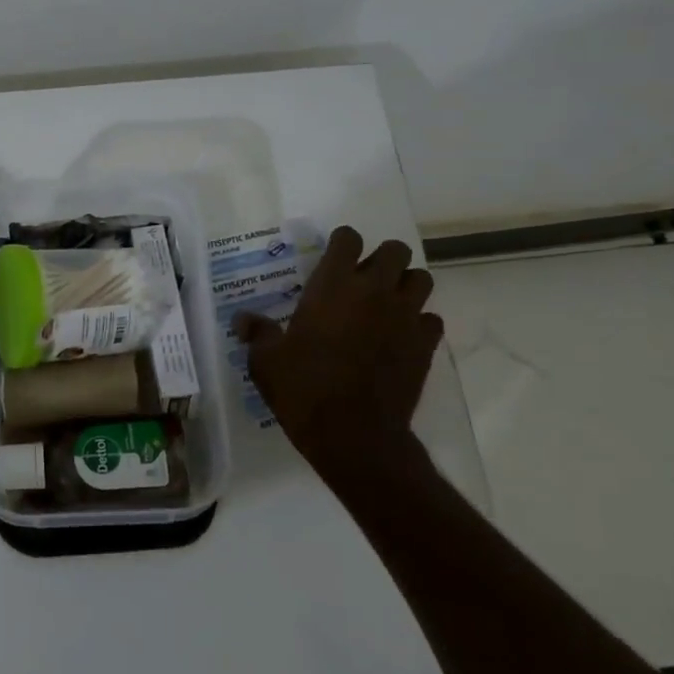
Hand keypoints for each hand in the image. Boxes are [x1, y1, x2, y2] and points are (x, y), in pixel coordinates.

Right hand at [233, 228, 444, 484]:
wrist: (354, 434)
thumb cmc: (304, 389)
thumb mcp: (266, 361)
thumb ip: (258, 333)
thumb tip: (243, 320)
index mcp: (333, 286)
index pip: (348, 239)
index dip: (342, 243)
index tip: (332, 258)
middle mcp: (374, 291)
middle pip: (396, 250)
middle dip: (382, 259)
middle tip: (363, 280)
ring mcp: (405, 316)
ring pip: (421, 279)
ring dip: (405, 285)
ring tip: (386, 304)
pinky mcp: (425, 345)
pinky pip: (431, 319)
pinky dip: (418, 322)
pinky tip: (400, 338)